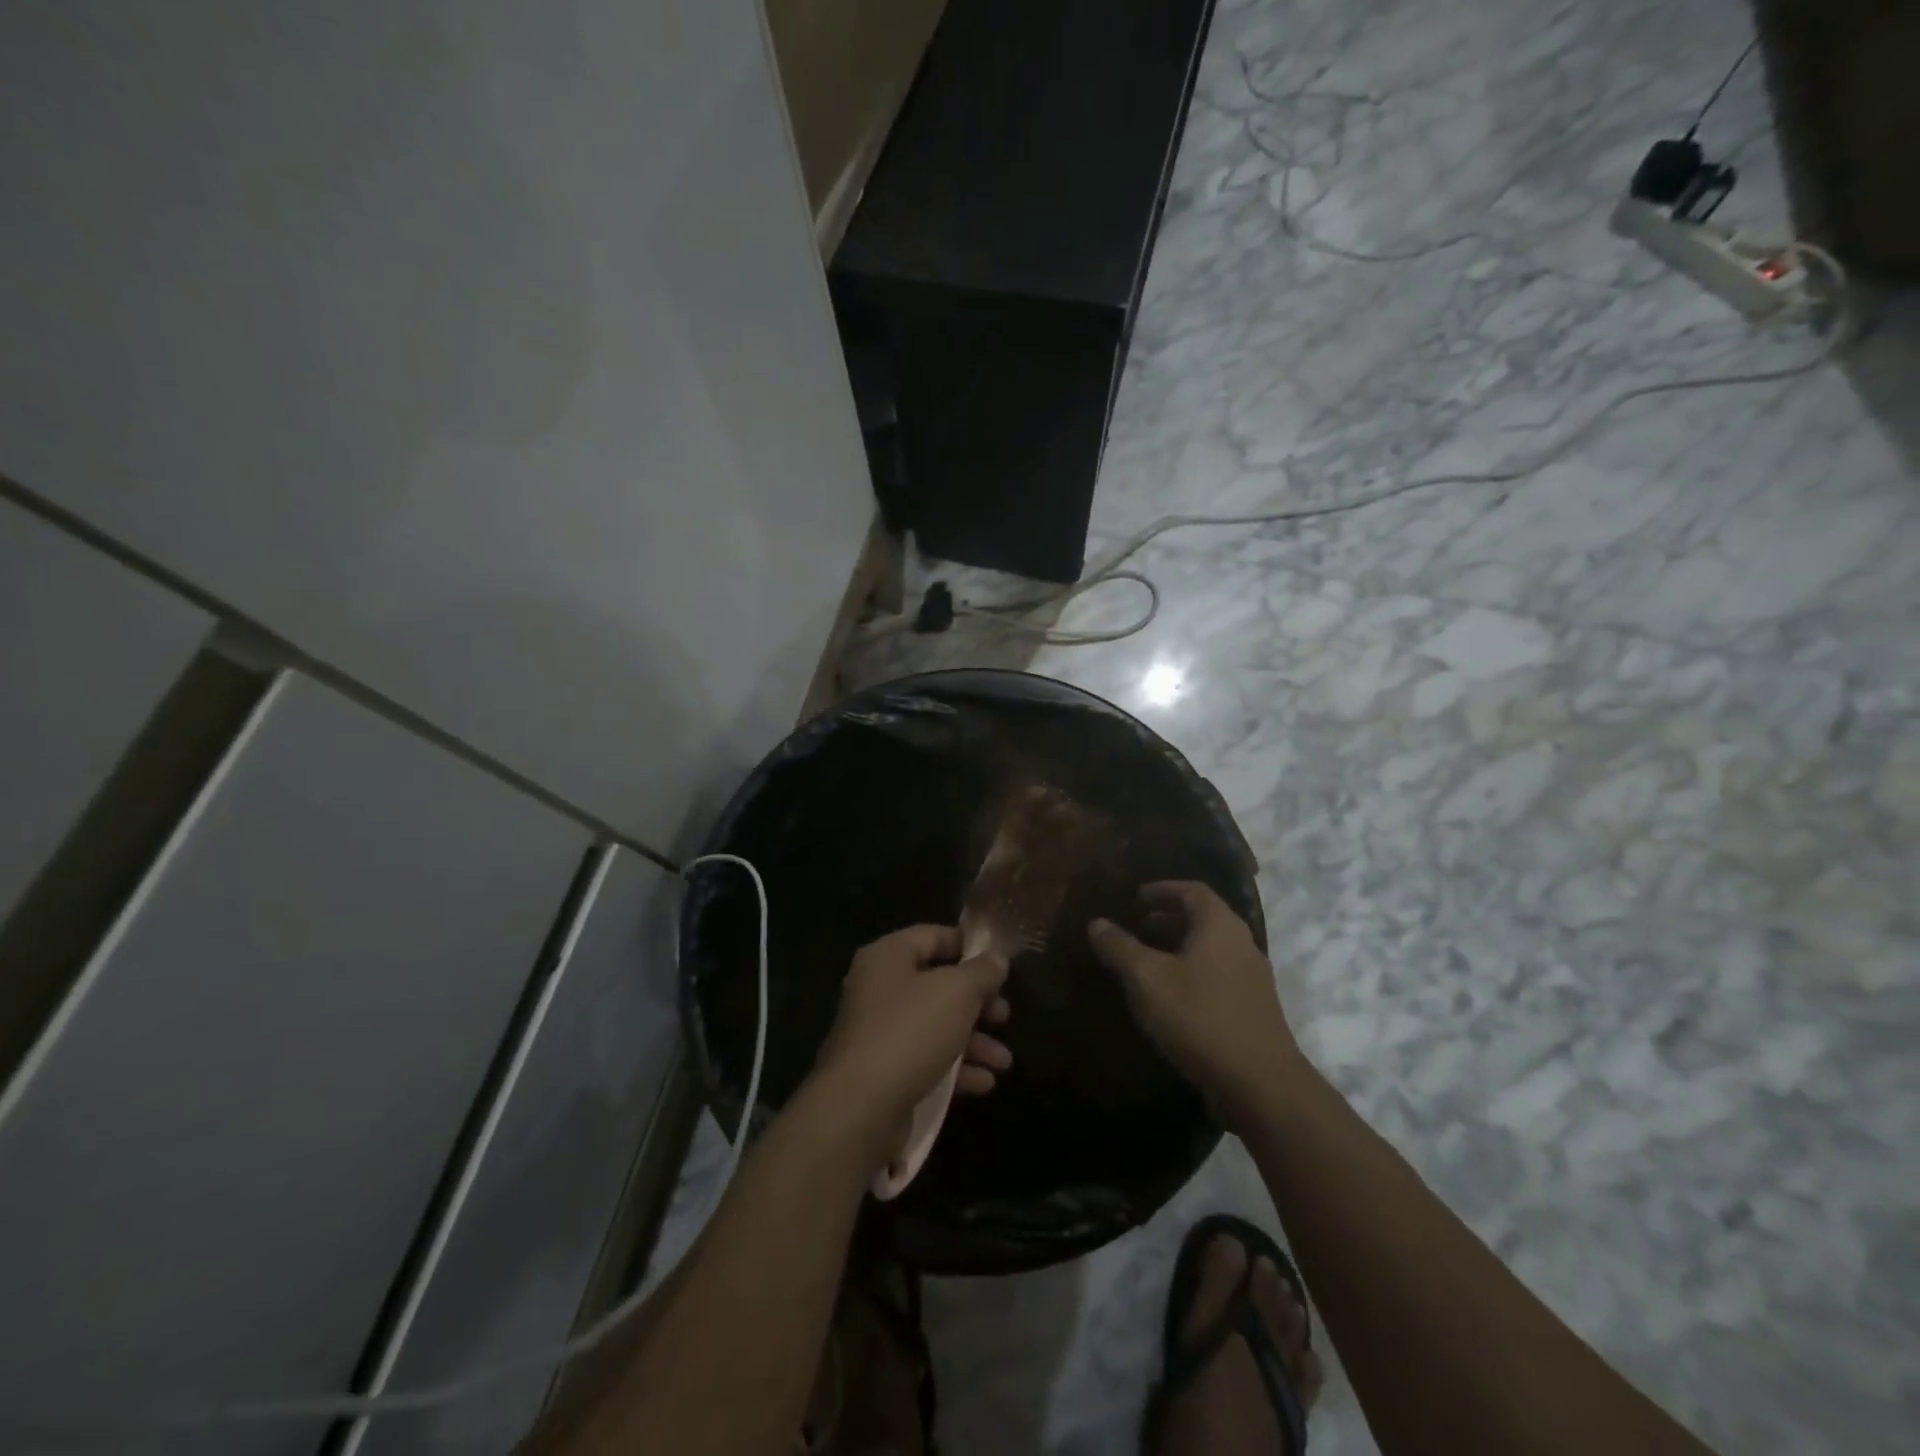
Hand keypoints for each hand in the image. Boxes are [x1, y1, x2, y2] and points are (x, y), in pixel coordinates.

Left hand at [810, 925, 1012, 1159]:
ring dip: (973, 1041)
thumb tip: (997, 959)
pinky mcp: (883, 1071)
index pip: (932, 936)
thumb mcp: (957, 992)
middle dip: (977, 1002)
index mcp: (888, 957)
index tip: (999, 962)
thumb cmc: (910, 1031)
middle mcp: (879, 989)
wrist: (860, 1107)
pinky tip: (983, 1083)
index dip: (967, 945)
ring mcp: (879, 1032)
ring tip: (1003, 1061)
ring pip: (935, 1026)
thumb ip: (981, 972)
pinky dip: (955, 1069)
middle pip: (937, 984)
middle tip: (1004, 1015)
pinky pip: (925, 1059)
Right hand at [1089, 882, 1299, 1124]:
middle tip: (1136, 926)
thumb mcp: (1147, 979)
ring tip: (1148, 961)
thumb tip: (1097, 922)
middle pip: (1204, 918)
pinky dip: (1192, 973)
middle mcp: (1242, 944)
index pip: (1192, 890)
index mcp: (1220, 926)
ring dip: (1180, 948)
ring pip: (1211, 949)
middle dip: (1168, 918)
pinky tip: (1171, 998)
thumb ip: (1120, 947)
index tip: (1135, 898)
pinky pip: (1218, 976)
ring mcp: (1253, 978)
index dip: (1162, 889)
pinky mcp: (1254, 1010)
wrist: (1260, 1085)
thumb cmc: (1200, 1017)